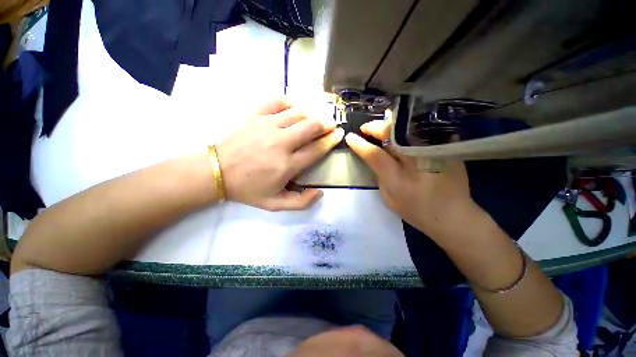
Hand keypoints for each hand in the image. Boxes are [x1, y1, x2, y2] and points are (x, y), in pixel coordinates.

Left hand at [217, 98, 343, 210]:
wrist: (216, 171)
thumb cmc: (247, 188)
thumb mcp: (274, 204)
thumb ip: (300, 202)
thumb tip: (320, 192)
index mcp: (287, 165)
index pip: (317, 149)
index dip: (331, 140)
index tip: (339, 134)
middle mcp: (280, 143)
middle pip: (311, 126)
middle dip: (326, 124)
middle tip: (330, 124)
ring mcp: (267, 125)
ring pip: (298, 112)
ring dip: (311, 114)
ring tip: (314, 118)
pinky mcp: (255, 115)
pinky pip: (278, 101)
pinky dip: (290, 102)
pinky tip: (293, 108)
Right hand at [345, 120, 480, 240]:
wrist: (453, 216)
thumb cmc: (416, 211)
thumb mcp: (389, 199)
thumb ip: (381, 177)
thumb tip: (377, 159)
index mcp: (398, 179)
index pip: (375, 155)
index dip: (360, 144)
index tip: (350, 137)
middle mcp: (415, 162)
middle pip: (393, 135)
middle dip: (376, 128)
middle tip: (365, 128)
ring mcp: (433, 153)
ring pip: (407, 129)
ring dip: (390, 126)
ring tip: (379, 128)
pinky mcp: (445, 149)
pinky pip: (421, 132)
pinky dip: (406, 129)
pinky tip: (399, 132)